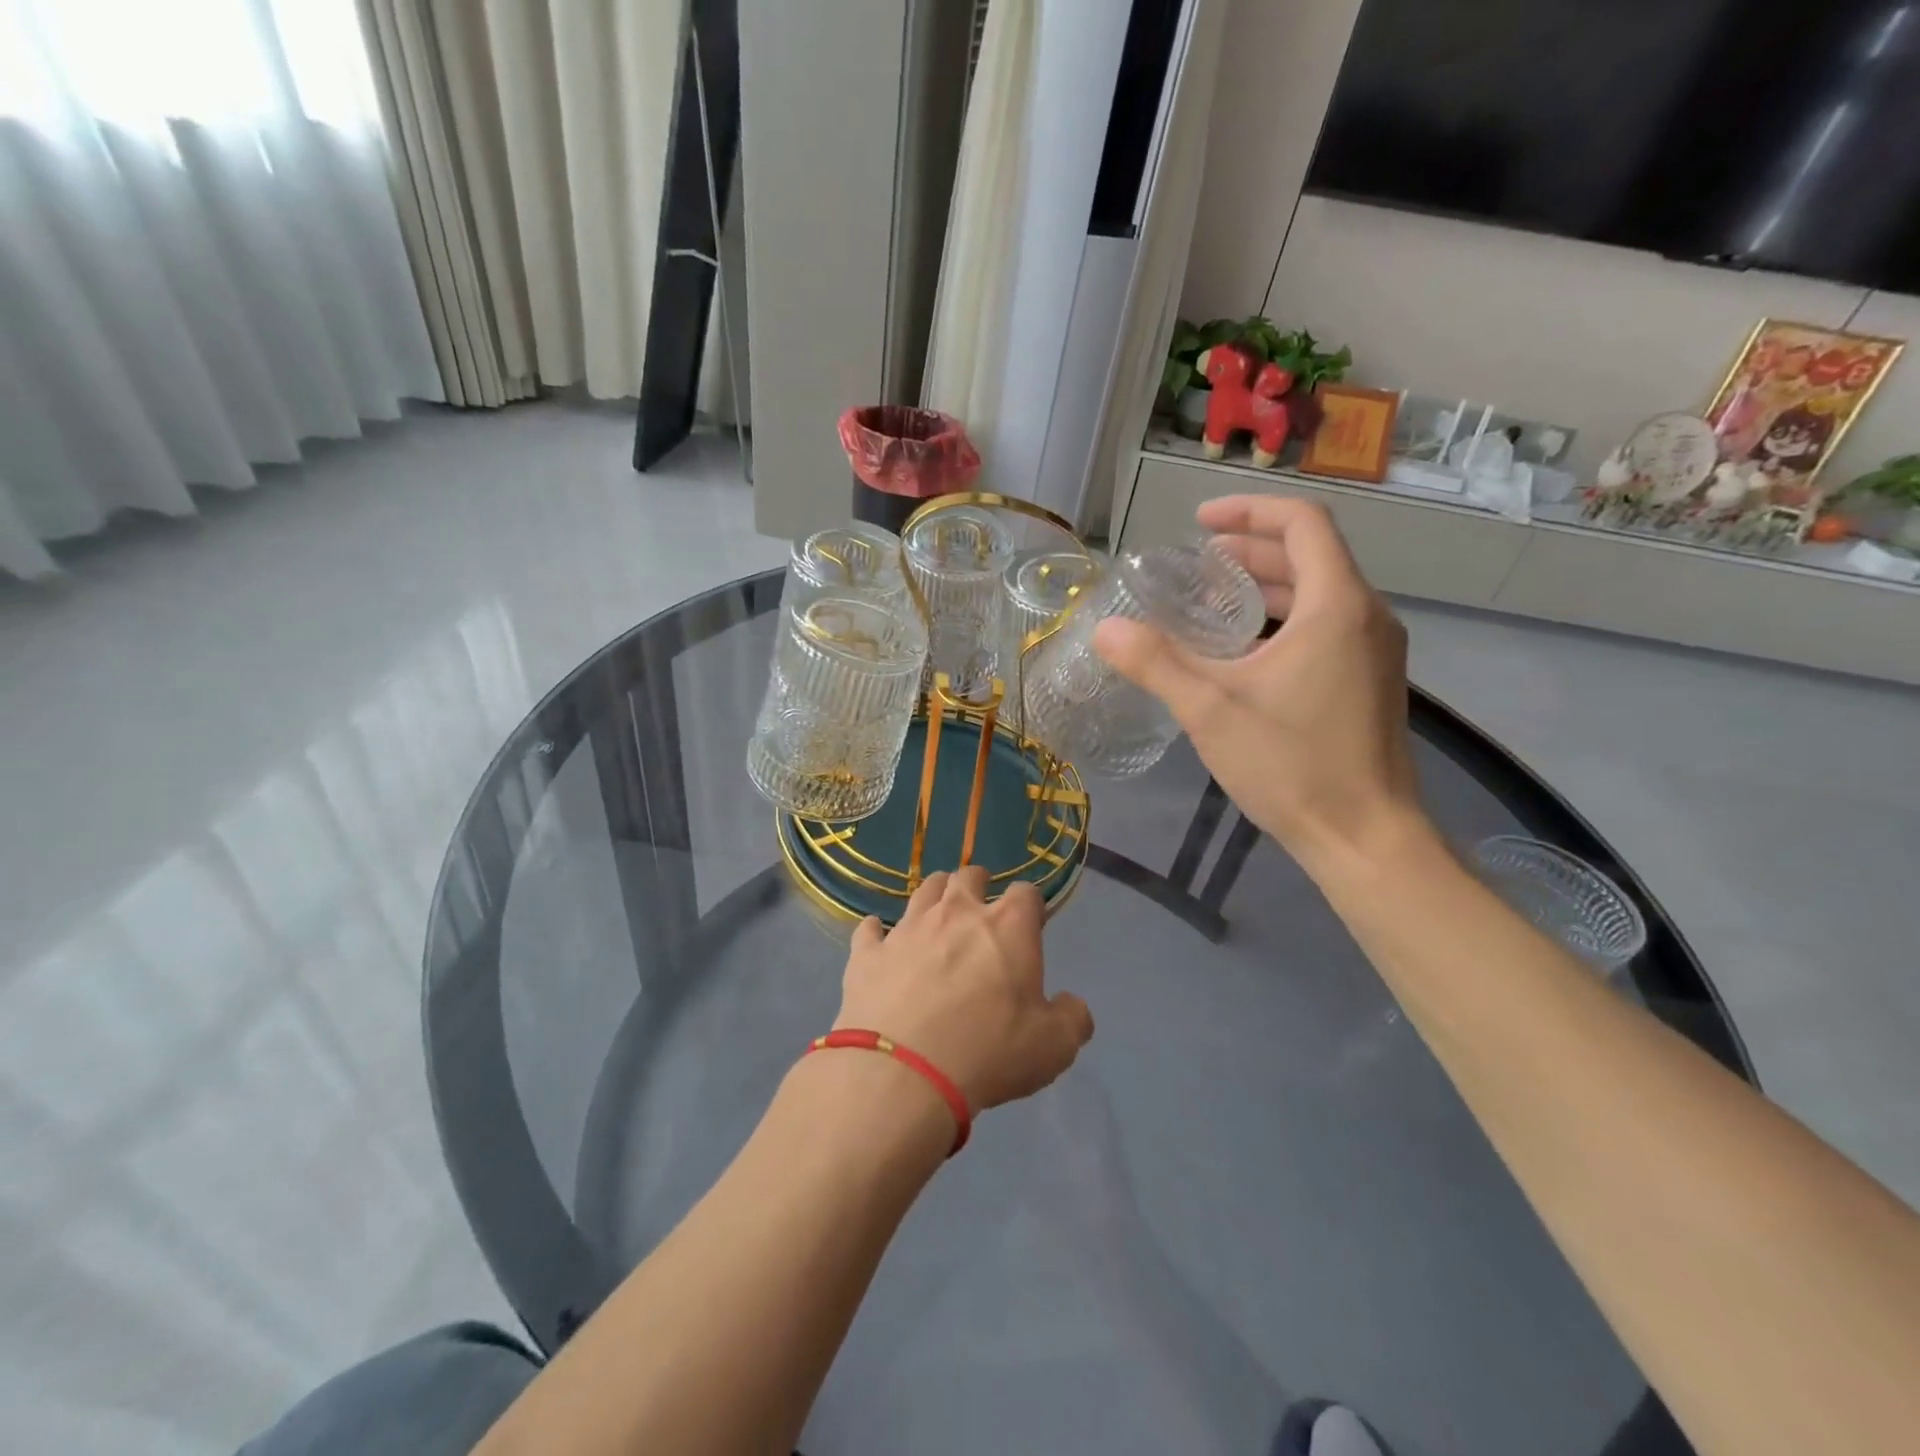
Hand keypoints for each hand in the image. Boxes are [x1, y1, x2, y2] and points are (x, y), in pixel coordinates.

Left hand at [835, 867, 1094, 1113]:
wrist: (903, 1072)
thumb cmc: (989, 1051)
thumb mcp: (1053, 1047)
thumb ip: (1072, 1019)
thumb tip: (1071, 1005)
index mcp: (1007, 926)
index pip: (1026, 893)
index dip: (1030, 905)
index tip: (1030, 922)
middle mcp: (956, 913)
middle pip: (968, 877)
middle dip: (978, 885)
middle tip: (980, 905)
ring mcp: (908, 929)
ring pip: (923, 891)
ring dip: (934, 895)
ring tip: (938, 910)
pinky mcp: (868, 953)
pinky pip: (870, 930)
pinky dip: (877, 932)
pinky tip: (878, 939)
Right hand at [1094, 495, 1424, 868]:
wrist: (1366, 838)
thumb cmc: (1292, 766)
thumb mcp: (1211, 710)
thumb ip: (1157, 663)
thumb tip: (1105, 628)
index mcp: (1337, 606)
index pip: (1303, 523)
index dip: (1249, 511)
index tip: (1199, 523)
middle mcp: (1367, 616)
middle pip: (1311, 555)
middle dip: (1252, 547)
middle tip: (1197, 561)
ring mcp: (1375, 650)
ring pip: (1320, 593)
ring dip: (1268, 584)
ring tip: (1213, 598)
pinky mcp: (1371, 681)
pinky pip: (1328, 625)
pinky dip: (1284, 617)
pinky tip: (1244, 650)